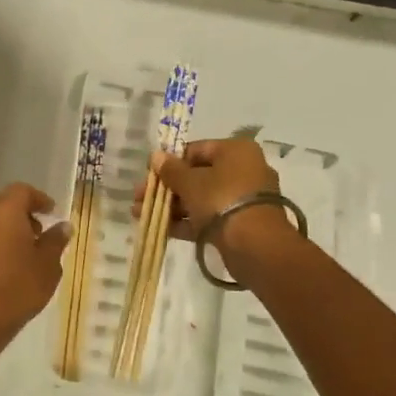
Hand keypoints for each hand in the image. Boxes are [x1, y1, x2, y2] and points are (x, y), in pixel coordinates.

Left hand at [0, 183, 71, 348]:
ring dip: (11, 224)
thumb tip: (63, 226)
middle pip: (4, 201)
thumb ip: (55, 241)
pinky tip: (14, 260)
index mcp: (6, 210)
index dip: (39, 199)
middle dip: (23, 210)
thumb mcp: (47, 265)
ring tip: (30, 247)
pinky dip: (0, 237)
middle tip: (41, 228)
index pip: (22, 191)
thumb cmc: (18, 286)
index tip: (52, 212)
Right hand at [146, 139, 300, 265]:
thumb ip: (171, 170)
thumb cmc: (221, 200)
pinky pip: (208, 217)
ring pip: (200, 198)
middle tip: (140, 197)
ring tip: (141, 214)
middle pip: (196, 176)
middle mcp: (243, 170)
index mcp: (235, 151)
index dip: (170, 162)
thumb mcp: (190, 182)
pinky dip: (186, 221)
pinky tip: (160, 228)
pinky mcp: (239, 223)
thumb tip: (156, 156)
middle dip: (166, 188)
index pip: (196, 150)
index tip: (149, 174)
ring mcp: (242, 199)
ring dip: (171, 206)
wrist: (255, 244)